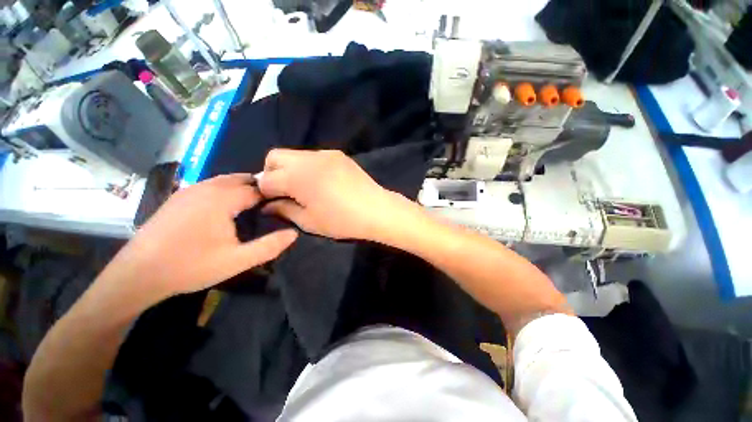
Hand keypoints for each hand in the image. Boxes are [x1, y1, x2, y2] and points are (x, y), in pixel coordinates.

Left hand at [102, 174, 297, 301]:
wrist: (138, 274)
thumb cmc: (190, 266)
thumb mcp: (237, 260)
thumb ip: (269, 246)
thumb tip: (293, 233)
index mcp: (222, 199)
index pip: (257, 189)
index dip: (272, 196)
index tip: (281, 207)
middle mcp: (206, 188)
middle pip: (240, 179)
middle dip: (257, 189)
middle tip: (268, 207)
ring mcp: (188, 191)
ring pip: (223, 181)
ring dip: (240, 189)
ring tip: (251, 207)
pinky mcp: (178, 198)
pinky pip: (209, 186)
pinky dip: (224, 191)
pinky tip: (224, 209)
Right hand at [259, 149, 415, 240]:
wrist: (377, 210)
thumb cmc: (342, 220)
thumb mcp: (309, 221)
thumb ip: (284, 210)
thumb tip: (268, 205)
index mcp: (298, 176)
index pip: (266, 178)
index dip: (264, 191)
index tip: (271, 201)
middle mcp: (309, 158)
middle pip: (275, 156)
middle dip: (272, 173)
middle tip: (284, 192)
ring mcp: (326, 154)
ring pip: (295, 155)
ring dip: (291, 169)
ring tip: (304, 187)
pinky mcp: (339, 155)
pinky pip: (314, 156)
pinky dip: (309, 167)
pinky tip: (322, 182)